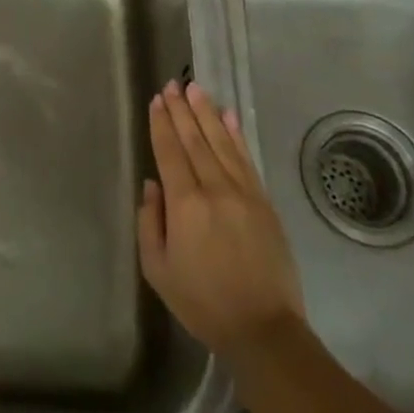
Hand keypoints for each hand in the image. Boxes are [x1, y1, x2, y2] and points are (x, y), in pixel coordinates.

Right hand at [138, 81, 304, 358]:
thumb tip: (152, 184)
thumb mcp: (158, 270)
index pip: (170, 153)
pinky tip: (228, 116)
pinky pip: (246, 159)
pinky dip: (235, 135)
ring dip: (207, 113)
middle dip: (181, 110)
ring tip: (195, 89)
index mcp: (185, 205)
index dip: (162, 124)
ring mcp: (243, 193)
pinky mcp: (264, 202)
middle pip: (195, 140)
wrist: (264, 329)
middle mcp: (215, 189)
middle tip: (172, 84)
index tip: (157, 100)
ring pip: (221, 142)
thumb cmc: (203, 302)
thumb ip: (149, 222)